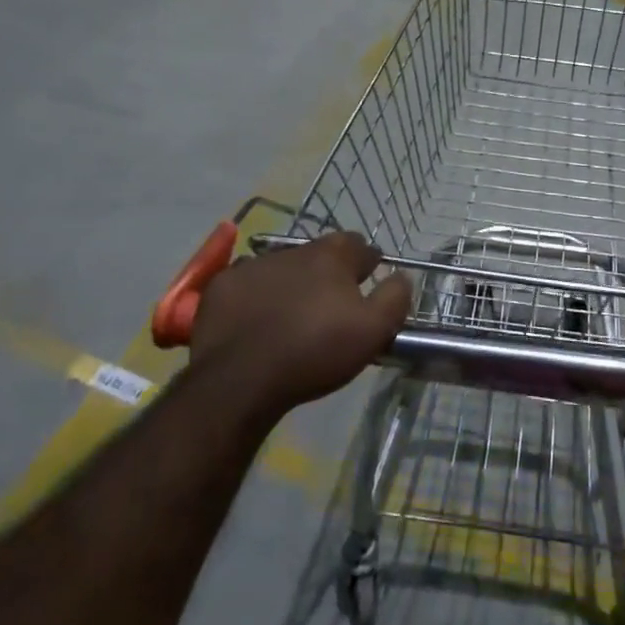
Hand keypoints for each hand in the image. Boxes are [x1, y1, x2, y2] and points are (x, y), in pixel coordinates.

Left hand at [185, 232, 412, 423]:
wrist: (241, 379)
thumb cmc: (314, 351)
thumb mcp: (372, 331)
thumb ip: (394, 298)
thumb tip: (402, 276)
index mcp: (331, 256)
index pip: (357, 245)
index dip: (366, 263)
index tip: (369, 282)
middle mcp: (293, 250)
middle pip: (318, 255)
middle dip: (328, 272)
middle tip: (331, 303)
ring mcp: (253, 265)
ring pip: (282, 268)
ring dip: (291, 283)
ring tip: (292, 314)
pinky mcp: (222, 286)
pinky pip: (246, 285)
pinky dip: (255, 296)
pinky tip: (256, 321)